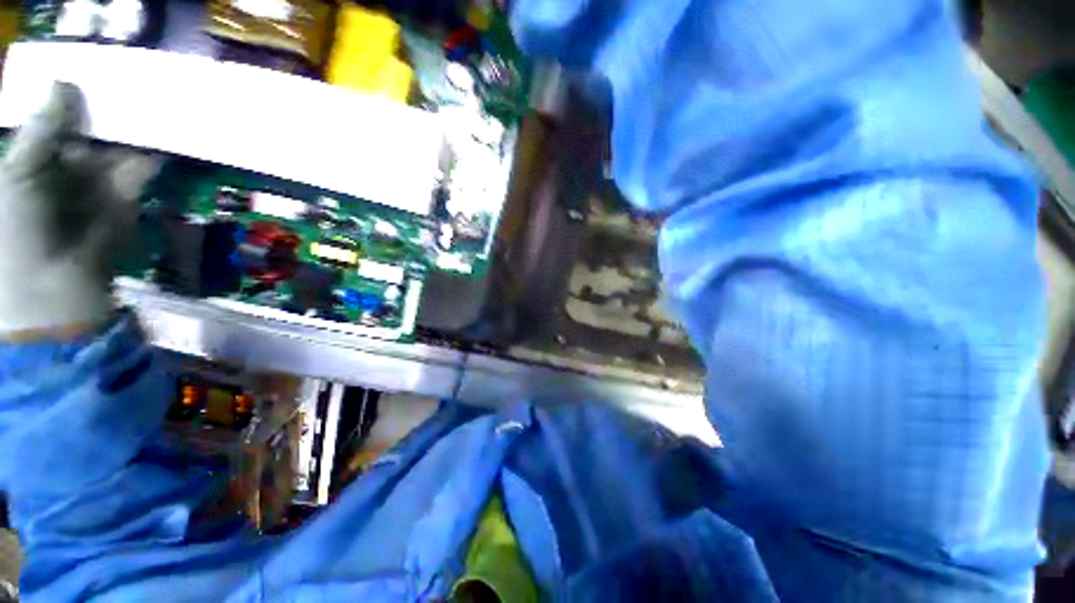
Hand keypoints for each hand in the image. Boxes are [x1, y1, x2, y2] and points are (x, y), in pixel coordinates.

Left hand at [0, 82, 157, 340]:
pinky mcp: (127, 195)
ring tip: (152, 91)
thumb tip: (62, 83)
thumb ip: (43, 129)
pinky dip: (154, 149)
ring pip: (117, 143)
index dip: (68, 94)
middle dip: (105, 104)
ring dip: (132, 124)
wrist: (54, 283)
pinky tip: (166, 126)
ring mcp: (98, 180)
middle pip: (88, 126)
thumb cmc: (18, 226)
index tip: (87, 67)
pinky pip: (141, 166)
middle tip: (125, 71)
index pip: (54, 117)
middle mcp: (66, 164)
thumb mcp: (20, 171)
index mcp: (36, 157)